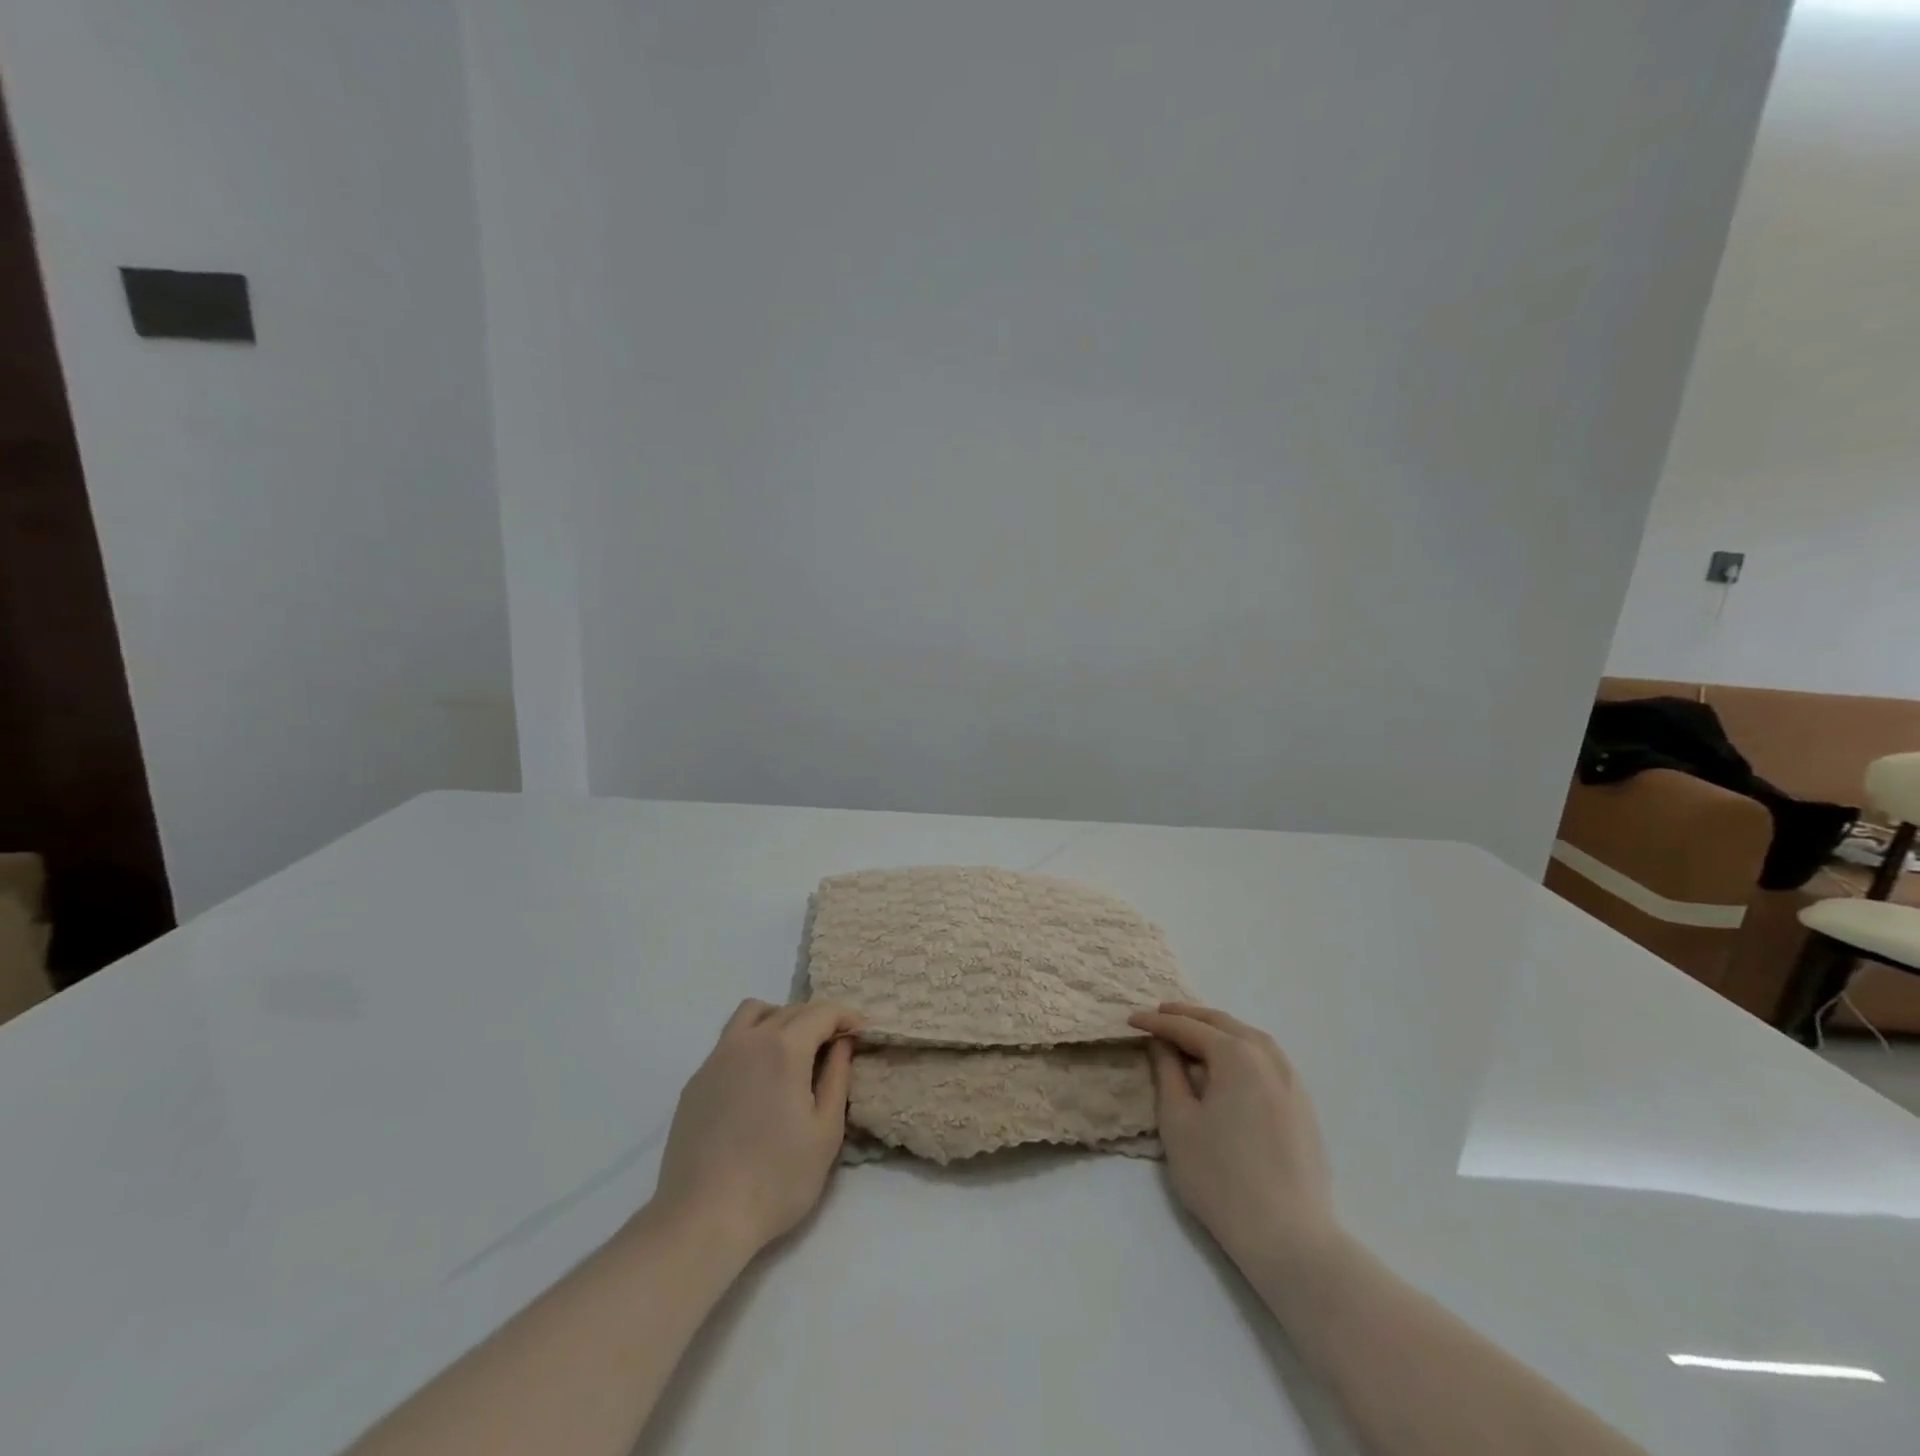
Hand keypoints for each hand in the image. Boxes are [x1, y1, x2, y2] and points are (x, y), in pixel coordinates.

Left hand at [651, 999, 863, 1259]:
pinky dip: (753, 1042)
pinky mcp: (696, 1081)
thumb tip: (842, 1045)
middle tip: (835, 1047)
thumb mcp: (826, 1132)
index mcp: (784, 1048)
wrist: (702, 1219)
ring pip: (753, 1014)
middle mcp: (748, 1040)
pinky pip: (730, 1042)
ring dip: (781, 1019)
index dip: (846, 1017)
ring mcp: (717, 1058)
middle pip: (790, 1010)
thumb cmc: (776, 1179)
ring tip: (794, 1052)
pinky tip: (759, 1081)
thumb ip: (837, 1078)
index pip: (822, 1012)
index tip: (862, 1033)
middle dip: (818, 1020)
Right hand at [1128, 1002, 1335, 1269]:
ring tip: (1192, 1033)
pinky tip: (1230, 1065)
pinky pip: (1267, 1059)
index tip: (1131, 1020)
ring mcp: (1292, 1081)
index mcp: (1237, 1055)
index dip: (1157, 1023)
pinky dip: (1242, 1048)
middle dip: (1189, 1016)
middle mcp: (1268, 1058)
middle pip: (1223, 1024)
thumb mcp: (1178, 1122)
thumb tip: (1163, 1044)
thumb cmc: (1221, 1178)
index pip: (1189, 1028)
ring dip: (1218, 1029)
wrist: (1289, 1238)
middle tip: (1159, 1014)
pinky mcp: (1303, 1106)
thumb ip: (1168, 1073)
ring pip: (1250, 1038)